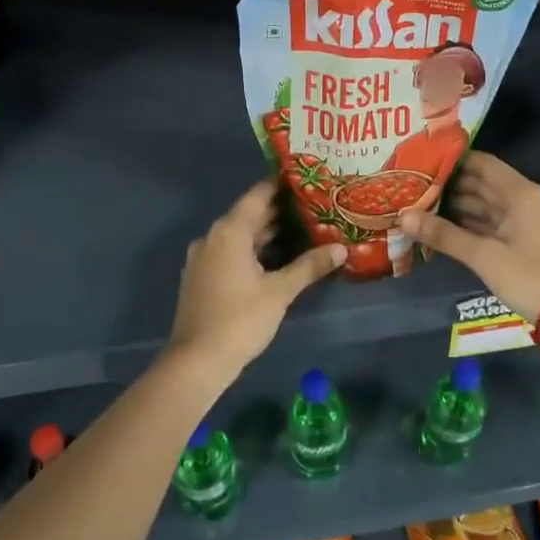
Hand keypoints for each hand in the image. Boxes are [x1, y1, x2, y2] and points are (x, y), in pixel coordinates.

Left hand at [165, 181, 344, 383]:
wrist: (197, 361)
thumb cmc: (240, 319)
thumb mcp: (280, 291)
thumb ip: (310, 266)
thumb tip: (342, 249)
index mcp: (230, 231)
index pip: (259, 195)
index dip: (283, 184)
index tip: (307, 178)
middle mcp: (213, 237)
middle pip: (250, 214)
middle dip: (281, 210)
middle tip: (315, 204)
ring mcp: (205, 258)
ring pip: (241, 235)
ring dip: (268, 232)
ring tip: (304, 228)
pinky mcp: (203, 277)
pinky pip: (232, 252)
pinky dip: (254, 249)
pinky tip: (278, 258)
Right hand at [399, 152, 539, 320]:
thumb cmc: (528, 275)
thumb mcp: (483, 255)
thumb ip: (444, 235)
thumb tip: (403, 217)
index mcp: (519, 193)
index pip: (482, 163)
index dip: (454, 160)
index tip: (423, 160)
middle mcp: (522, 200)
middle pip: (482, 183)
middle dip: (450, 184)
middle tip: (414, 184)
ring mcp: (522, 222)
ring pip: (484, 205)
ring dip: (456, 205)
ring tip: (420, 204)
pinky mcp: (520, 242)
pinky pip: (489, 224)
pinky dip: (468, 223)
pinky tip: (442, 227)